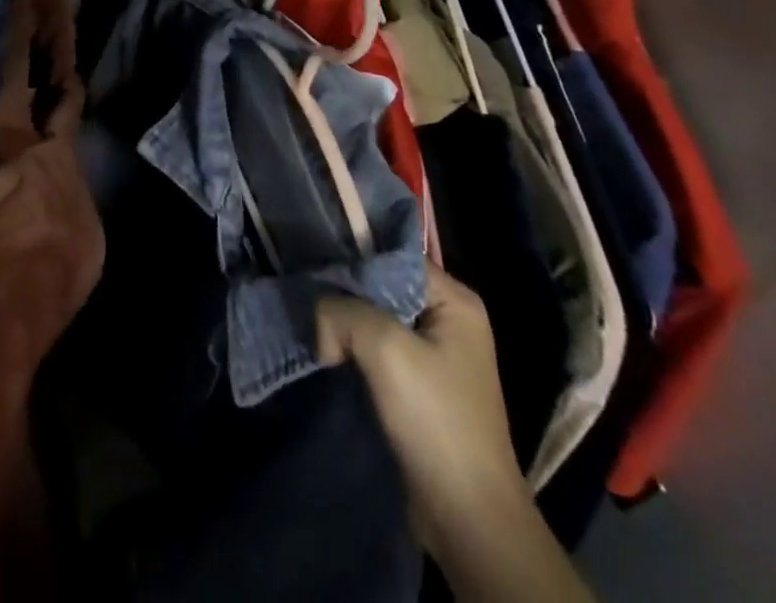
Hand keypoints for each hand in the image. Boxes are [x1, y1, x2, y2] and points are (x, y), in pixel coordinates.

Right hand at [318, 263, 534, 552]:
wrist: (466, 517)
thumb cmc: (435, 420)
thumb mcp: (384, 348)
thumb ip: (342, 310)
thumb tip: (321, 319)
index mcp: (456, 301)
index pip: (393, 258)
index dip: (354, 264)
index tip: (316, 275)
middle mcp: (449, 320)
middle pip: (382, 286)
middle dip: (345, 297)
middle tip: (309, 304)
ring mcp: (435, 355)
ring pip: (375, 319)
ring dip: (345, 327)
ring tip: (316, 332)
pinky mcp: (419, 385)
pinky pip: (377, 350)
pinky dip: (353, 351)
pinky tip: (329, 356)